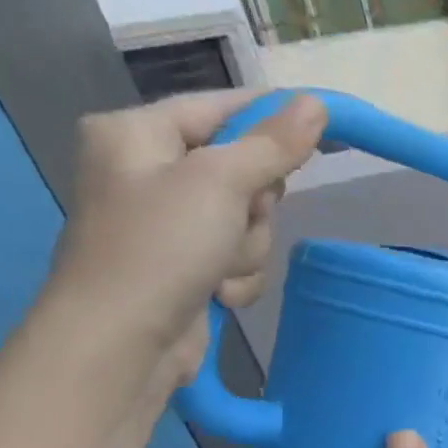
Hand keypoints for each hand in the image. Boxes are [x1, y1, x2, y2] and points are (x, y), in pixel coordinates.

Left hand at [42, 91, 323, 402]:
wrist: (122, 343)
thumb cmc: (160, 247)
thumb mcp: (221, 184)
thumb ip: (272, 144)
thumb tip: (315, 104)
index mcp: (138, 133)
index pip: (223, 107)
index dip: (274, 117)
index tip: (324, 126)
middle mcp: (148, 170)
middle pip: (244, 169)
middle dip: (254, 205)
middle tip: (240, 217)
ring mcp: (168, 222)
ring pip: (248, 219)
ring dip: (248, 247)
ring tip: (219, 268)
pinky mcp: (184, 263)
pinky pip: (237, 254)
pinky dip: (237, 275)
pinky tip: (217, 293)